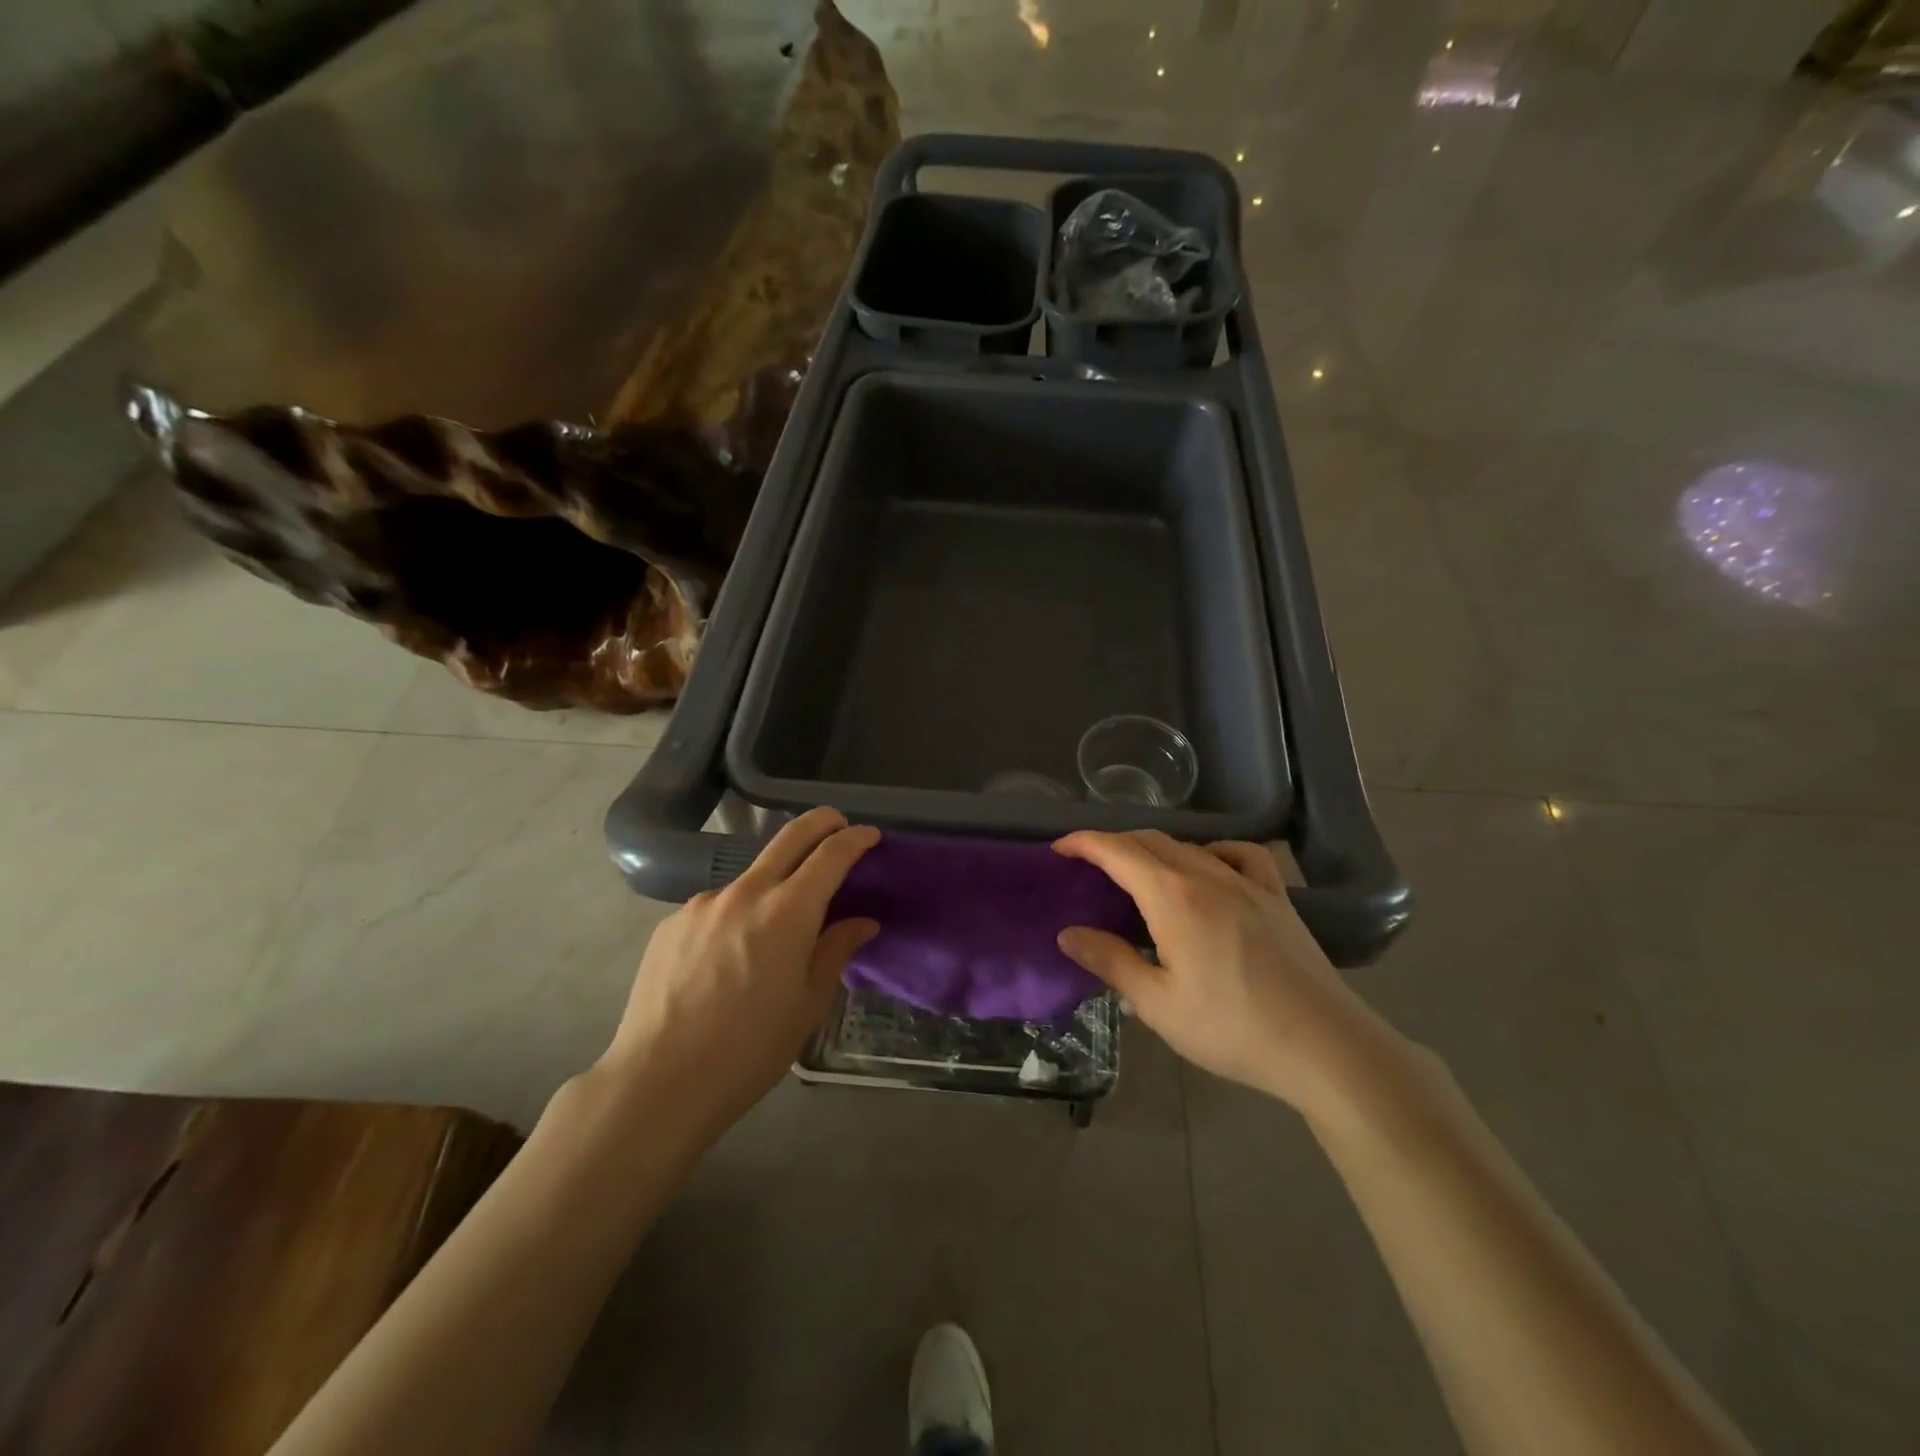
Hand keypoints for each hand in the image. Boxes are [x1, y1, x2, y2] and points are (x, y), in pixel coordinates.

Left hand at [599, 808, 879, 1141]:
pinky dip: (735, 916)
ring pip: (750, 878)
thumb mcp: (808, 1005)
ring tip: (774, 931)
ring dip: (773, 885)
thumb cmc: (750, 1050)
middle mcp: (745, 893)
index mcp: (788, 912)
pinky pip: (716, 907)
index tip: (869, 835)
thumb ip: (836, 952)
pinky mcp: (671, 923)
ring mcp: (702, 904)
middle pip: (789, 837)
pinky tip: (727, 959)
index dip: (855, 839)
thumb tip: (861, 922)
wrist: (658, 1082)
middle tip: (838, 825)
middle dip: (821, 823)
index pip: (830, 855)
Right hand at [1053, 831, 1400, 1116]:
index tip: (1059, 848)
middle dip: (1114, 844)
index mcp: (1173, 897)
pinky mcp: (1278, 897)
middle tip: (1089, 866)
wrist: (1325, 1046)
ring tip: (1139, 872)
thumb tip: (1069, 933)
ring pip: (1190, 846)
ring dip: (1155, 849)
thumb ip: (1111, 962)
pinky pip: (1242, 855)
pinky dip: (1214, 851)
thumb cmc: (1233, 1028)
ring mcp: (1248, 883)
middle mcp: (1207, 875)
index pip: (1118, 851)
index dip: (1084, 842)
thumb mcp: (1158, 1004)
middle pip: (1151, 841)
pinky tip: (1210, 867)